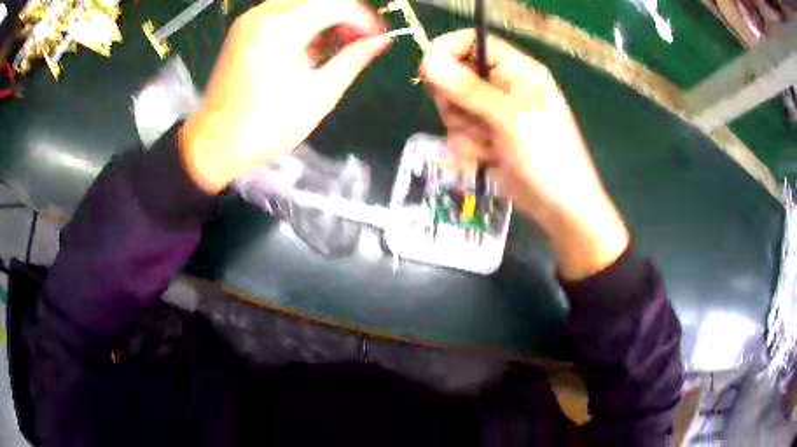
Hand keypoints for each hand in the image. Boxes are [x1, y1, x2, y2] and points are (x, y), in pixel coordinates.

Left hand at [180, 0, 389, 193]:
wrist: (215, 143)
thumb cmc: (265, 127)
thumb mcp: (318, 96)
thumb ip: (352, 61)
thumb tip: (381, 41)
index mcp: (280, 30)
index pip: (336, 4)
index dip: (363, 18)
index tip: (376, 37)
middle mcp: (263, 16)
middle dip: (345, 15)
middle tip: (358, 40)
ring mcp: (250, 20)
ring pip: (302, 2)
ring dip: (325, 17)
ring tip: (336, 45)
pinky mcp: (244, 29)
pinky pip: (284, 11)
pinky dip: (304, 21)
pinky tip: (311, 45)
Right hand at [420, 30, 628, 279]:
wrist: (560, 208)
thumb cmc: (547, 157)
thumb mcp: (509, 118)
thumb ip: (467, 88)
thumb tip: (427, 60)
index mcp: (517, 70)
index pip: (472, 42)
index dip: (447, 52)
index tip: (427, 72)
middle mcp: (503, 86)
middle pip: (455, 75)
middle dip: (455, 100)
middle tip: (473, 120)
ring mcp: (493, 112)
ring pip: (453, 107)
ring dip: (464, 130)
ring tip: (489, 145)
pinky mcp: (486, 136)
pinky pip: (459, 131)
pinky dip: (468, 147)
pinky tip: (488, 158)